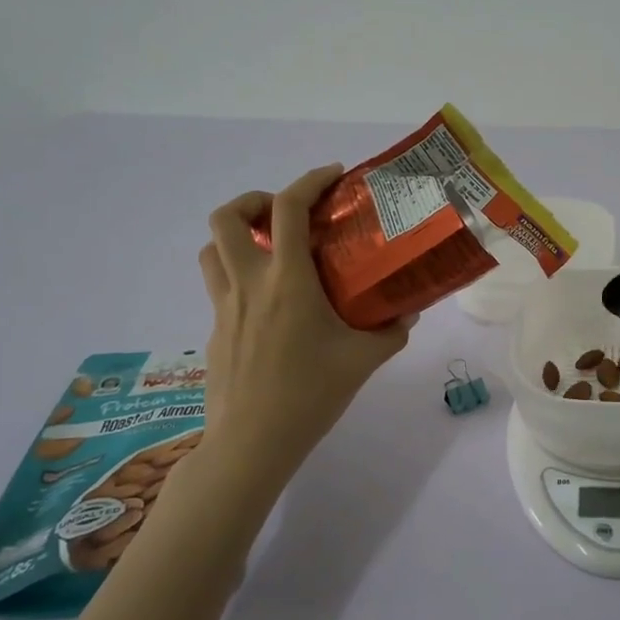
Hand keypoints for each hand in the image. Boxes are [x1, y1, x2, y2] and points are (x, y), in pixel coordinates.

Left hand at [197, 164, 413, 479]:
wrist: (251, 443)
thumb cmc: (310, 394)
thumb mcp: (363, 359)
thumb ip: (390, 331)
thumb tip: (408, 313)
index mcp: (287, 280)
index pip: (288, 209)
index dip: (310, 181)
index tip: (333, 176)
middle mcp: (249, 283)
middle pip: (227, 217)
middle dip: (254, 201)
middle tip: (286, 215)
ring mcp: (225, 307)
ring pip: (212, 249)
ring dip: (237, 236)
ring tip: (270, 249)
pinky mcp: (215, 331)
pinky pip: (219, 286)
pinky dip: (240, 276)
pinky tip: (271, 306)